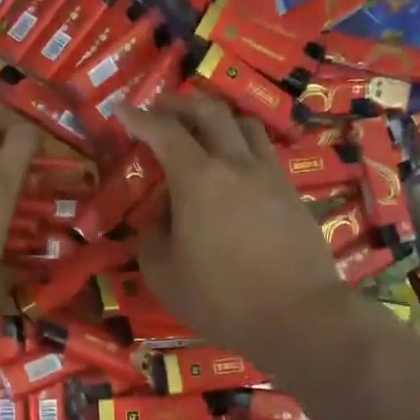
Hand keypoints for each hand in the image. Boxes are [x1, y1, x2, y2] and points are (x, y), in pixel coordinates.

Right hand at [120, 93, 349, 365]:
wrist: (297, 315)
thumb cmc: (221, 298)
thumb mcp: (164, 275)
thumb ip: (152, 238)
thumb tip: (160, 219)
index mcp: (198, 179)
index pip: (164, 132)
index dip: (139, 117)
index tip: (121, 110)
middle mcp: (236, 164)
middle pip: (210, 112)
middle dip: (179, 104)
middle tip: (160, 111)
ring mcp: (270, 175)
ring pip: (244, 124)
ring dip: (217, 118)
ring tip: (201, 132)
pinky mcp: (292, 193)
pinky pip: (264, 152)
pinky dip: (241, 145)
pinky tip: (234, 168)